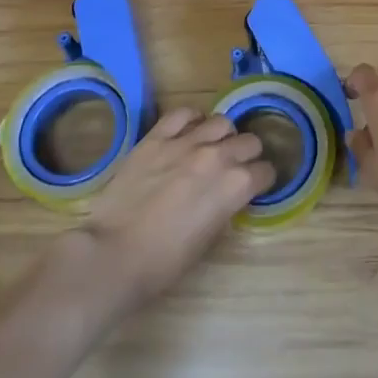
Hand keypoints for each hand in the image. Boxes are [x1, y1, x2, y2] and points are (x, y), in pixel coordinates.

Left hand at [77, 109, 273, 311]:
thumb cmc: (163, 263)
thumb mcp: (207, 241)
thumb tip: (227, 197)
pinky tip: (188, 131)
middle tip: (235, 168)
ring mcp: (186, 142)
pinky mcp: (157, 137)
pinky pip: (183, 114)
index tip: (255, 187)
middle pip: (249, 141)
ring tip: (212, 148)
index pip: (265, 172)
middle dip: (248, 155)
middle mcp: (218, 156)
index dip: (262, 181)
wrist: (113, 255)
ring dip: (223, 136)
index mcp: (235, 186)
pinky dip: (192, 120)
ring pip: (222, 121)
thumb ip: (224, 209)